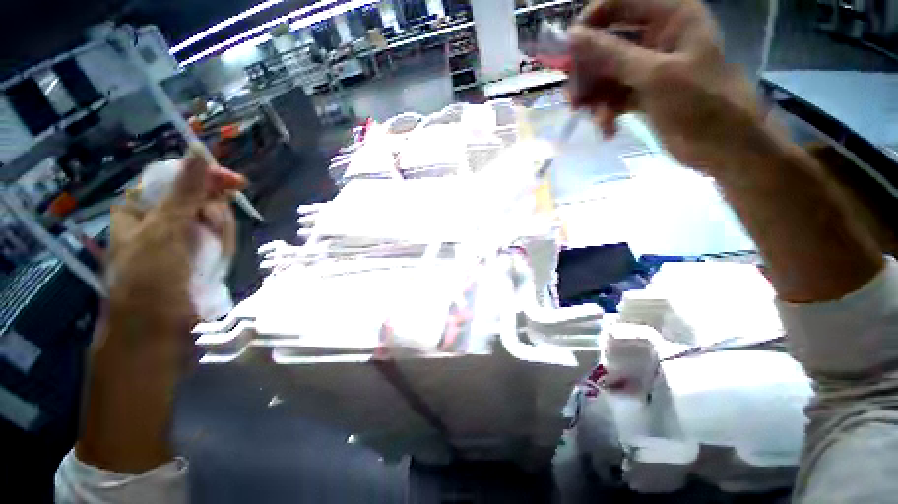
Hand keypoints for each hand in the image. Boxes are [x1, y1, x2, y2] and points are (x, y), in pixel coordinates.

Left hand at [108, 148, 245, 333]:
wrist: (158, 334)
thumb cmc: (149, 280)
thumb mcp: (164, 230)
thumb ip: (184, 191)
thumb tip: (198, 150)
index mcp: (140, 210)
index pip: (175, 179)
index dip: (204, 178)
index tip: (234, 183)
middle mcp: (161, 222)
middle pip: (200, 202)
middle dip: (214, 214)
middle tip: (216, 227)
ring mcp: (183, 242)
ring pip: (214, 223)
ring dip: (221, 235)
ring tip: (213, 255)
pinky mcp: (200, 259)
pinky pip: (220, 243)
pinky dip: (224, 250)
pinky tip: (218, 263)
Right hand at [568, 0, 763, 172]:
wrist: (723, 146)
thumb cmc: (700, 101)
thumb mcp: (653, 74)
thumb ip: (611, 54)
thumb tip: (571, 37)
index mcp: (670, 15)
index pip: (618, 4)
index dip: (590, 24)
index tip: (568, 53)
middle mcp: (657, 36)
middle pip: (607, 43)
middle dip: (589, 72)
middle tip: (574, 97)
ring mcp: (649, 67)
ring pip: (606, 73)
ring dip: (594, 96)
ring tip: (591, 117)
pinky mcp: (643, 93)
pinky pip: (613, 96)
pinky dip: (606, 112)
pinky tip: (607, 128)